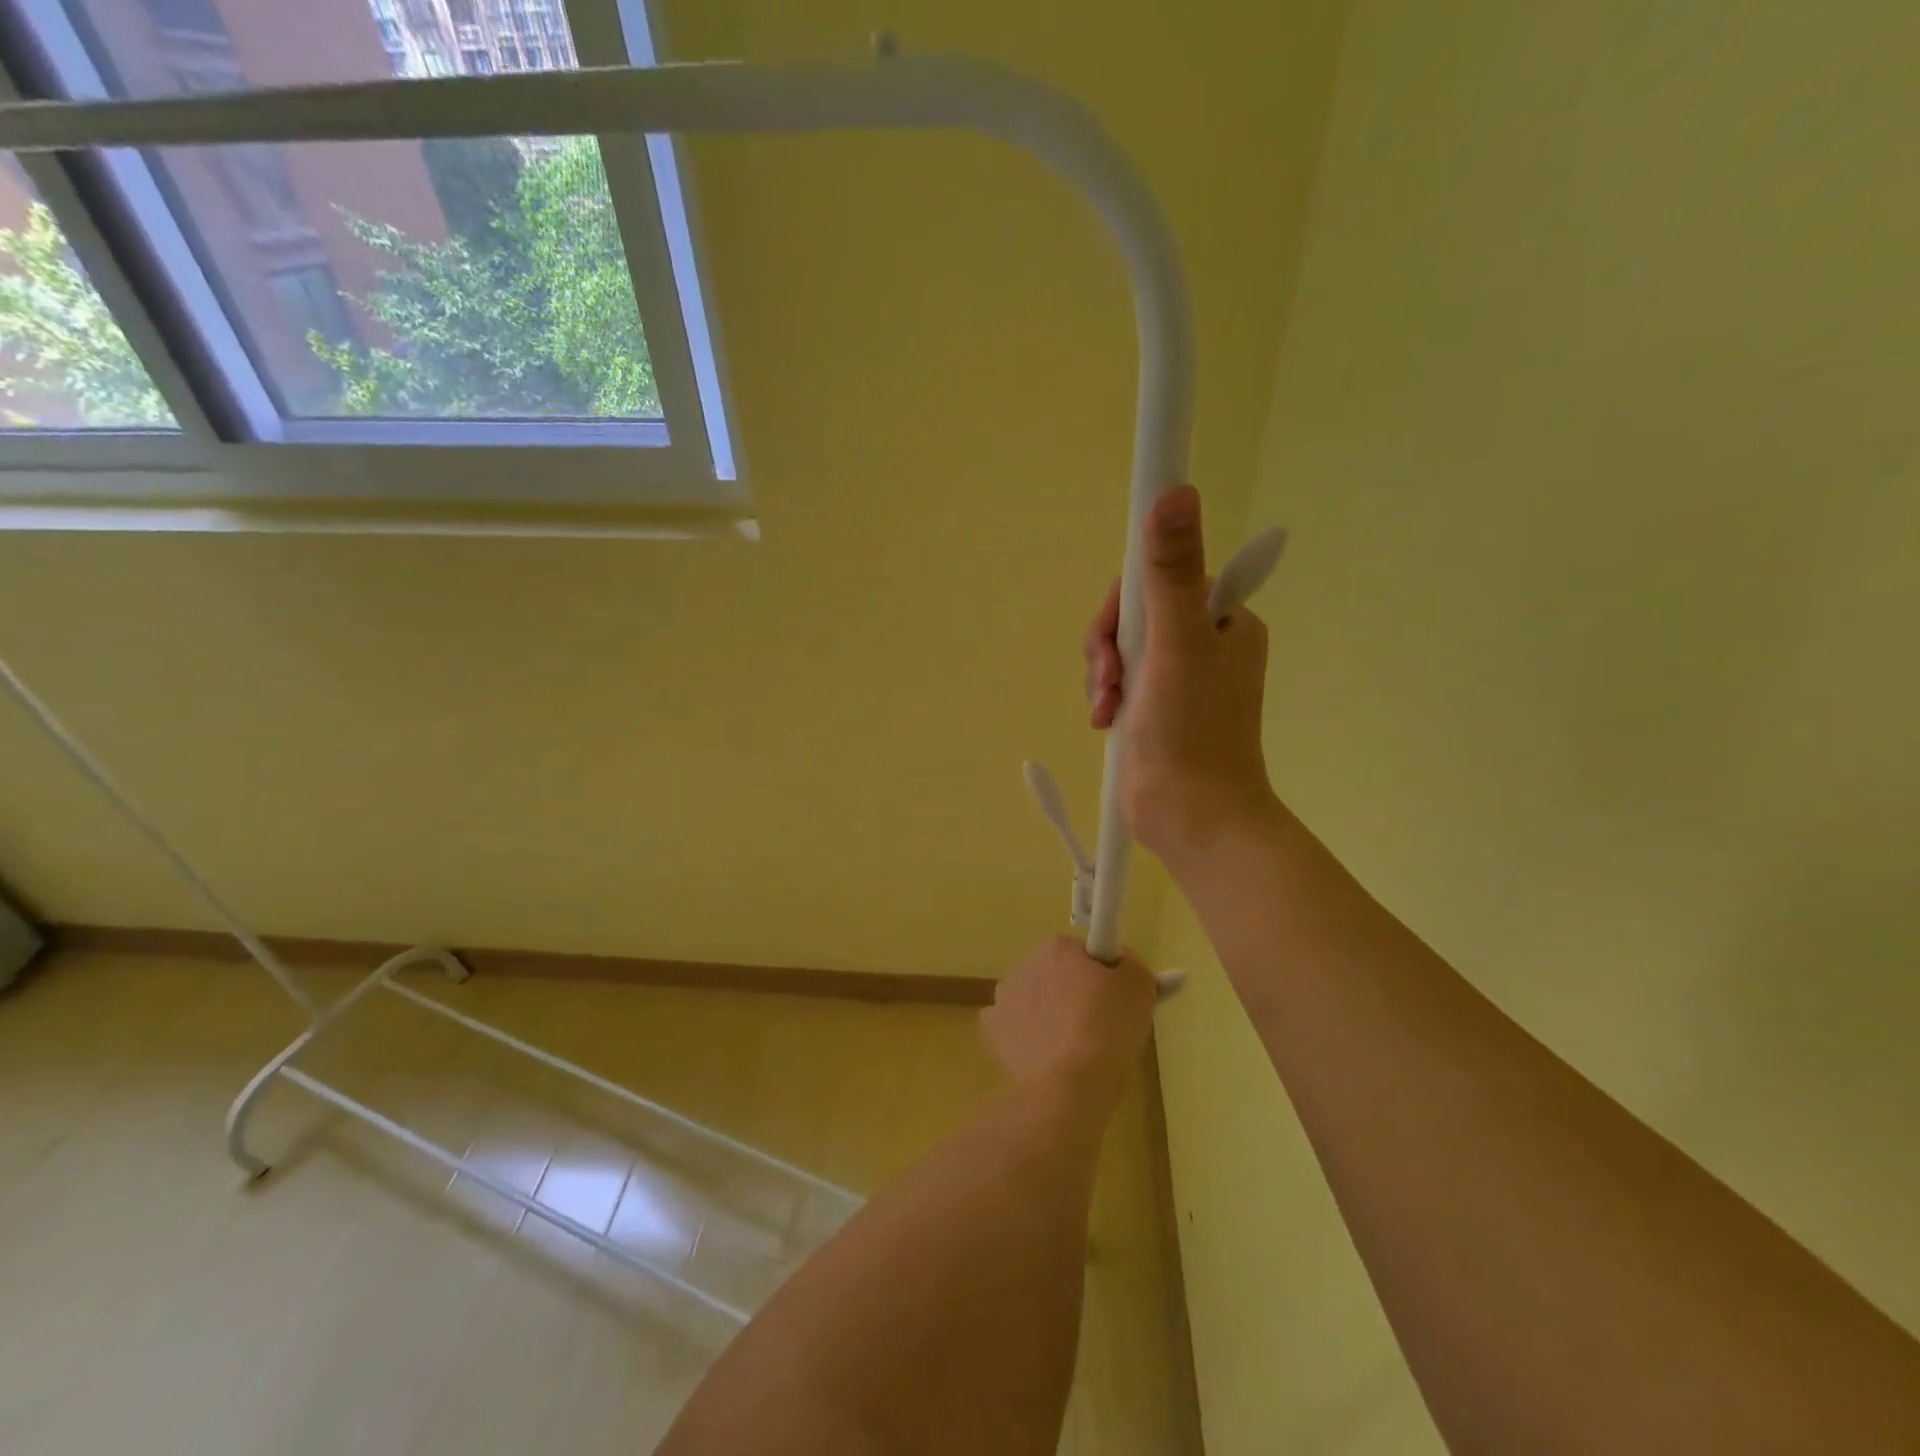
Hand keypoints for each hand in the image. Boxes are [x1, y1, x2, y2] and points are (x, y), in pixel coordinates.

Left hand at [981, 937, 1156, 1102]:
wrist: (1069, 1086)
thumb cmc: (1109, 1028)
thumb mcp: (1140, 985)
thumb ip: (1130, 965)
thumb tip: (1119, 963)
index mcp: (1058, 947)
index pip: (1086, 953)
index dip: (1105, 974)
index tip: (1116, 999)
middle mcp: (1025, 963)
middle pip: (1059, 973)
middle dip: (1076, 992)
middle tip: (1102, 1025)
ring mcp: (1004, 997)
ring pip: (1036, 998)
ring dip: (1051, 1013)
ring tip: (1076, 1047)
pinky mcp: (993, 1030)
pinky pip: (1017, 1026)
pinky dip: (1030, 1037)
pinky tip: (1047, 1056)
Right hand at [1084, 484, 1278, 867]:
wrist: (1191, 817)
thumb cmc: (1192, 730)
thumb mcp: (1176, 644)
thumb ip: (1170, 572)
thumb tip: (1176, 491)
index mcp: (1224, 622)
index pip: (1165, 577)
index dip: (1130, 597)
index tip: (1117, 630)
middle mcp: (1204, 644)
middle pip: (1137, 614)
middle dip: (1110, 644)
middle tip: (1110, 676)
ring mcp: (1178, 679)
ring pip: (1122, 649)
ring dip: (1104, 673)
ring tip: (1107, 706)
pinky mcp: (1156, 709)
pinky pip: (1120, 681)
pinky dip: (1107, 696)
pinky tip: (1104, 720)